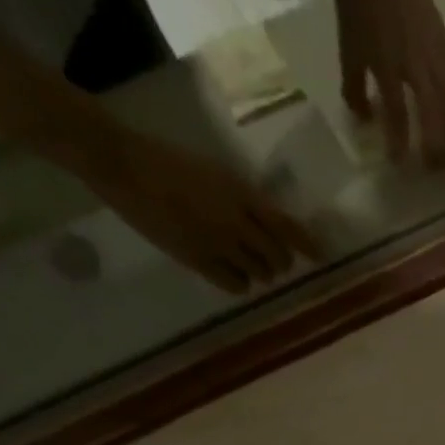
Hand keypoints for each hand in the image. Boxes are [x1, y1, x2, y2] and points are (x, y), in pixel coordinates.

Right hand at [85, 131, 318, 293]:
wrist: (122, 163)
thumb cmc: (167, 159)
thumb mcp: (216, 171)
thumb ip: (245, 199)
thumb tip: (271, 225)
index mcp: (241, 193)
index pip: (287, 226)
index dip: (308, 244)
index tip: (322, 256)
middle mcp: (237, 222)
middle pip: (278, 257)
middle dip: (279, 261)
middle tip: (272, 260)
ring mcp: (219, 244)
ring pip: (260, 274)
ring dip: (260, 272)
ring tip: (248, 264)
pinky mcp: (199, 261)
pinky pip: (236, 285)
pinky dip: (240, 283)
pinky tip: (230, 272)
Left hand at [334, 0, 444, 166]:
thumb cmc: (358, 4)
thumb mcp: (348, 47)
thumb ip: (355, 87)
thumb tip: (365, 120)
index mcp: (386, 63)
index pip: (397, 113)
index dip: (399, 143)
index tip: (399, 164)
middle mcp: (415, 61)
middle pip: (435, 113)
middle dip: (437, 146)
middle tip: (436, 168)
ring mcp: (434, 50)